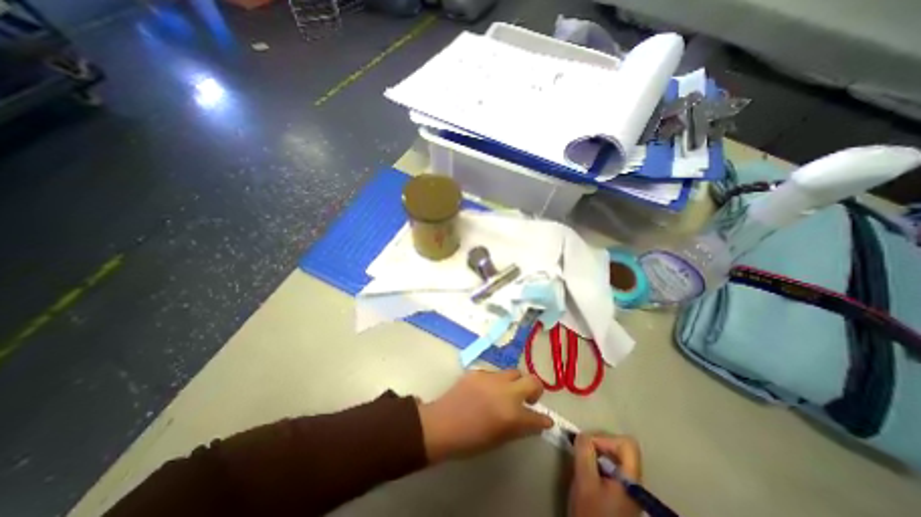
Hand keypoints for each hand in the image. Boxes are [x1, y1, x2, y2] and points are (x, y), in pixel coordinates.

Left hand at [420, 370, 552, 461]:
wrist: (442, 424)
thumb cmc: (470, 440)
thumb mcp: (499, 440)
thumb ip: (519, 428)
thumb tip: (532, 421)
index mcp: (513, 414)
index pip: (538, 417)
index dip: (544, 420)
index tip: (545, 421)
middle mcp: (506, 392)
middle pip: (532, 380)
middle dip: (535, 389)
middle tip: (527, 399)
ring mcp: (492, 378)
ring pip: (513, 372)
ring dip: (515, 383)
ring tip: (505, 393)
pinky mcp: (479, 371)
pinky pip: (495, 373)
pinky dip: (497, 381)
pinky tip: (487, 391)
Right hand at [569, 432, 641, 516]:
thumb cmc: (591, 514)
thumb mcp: (584, 482)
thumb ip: (584, 453)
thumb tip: (583, 434)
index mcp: (631, 479)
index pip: (626, 444)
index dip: (605, 439)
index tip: (588, 446)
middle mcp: (634, 482)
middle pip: (620, 448)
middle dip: (598, 444)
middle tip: (581, 451)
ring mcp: (628, 488)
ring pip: (614, 457)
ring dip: (595, 454)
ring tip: (582, 463)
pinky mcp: (619, 493)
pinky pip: (610, 467)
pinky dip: (597, 463)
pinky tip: (586, 473)